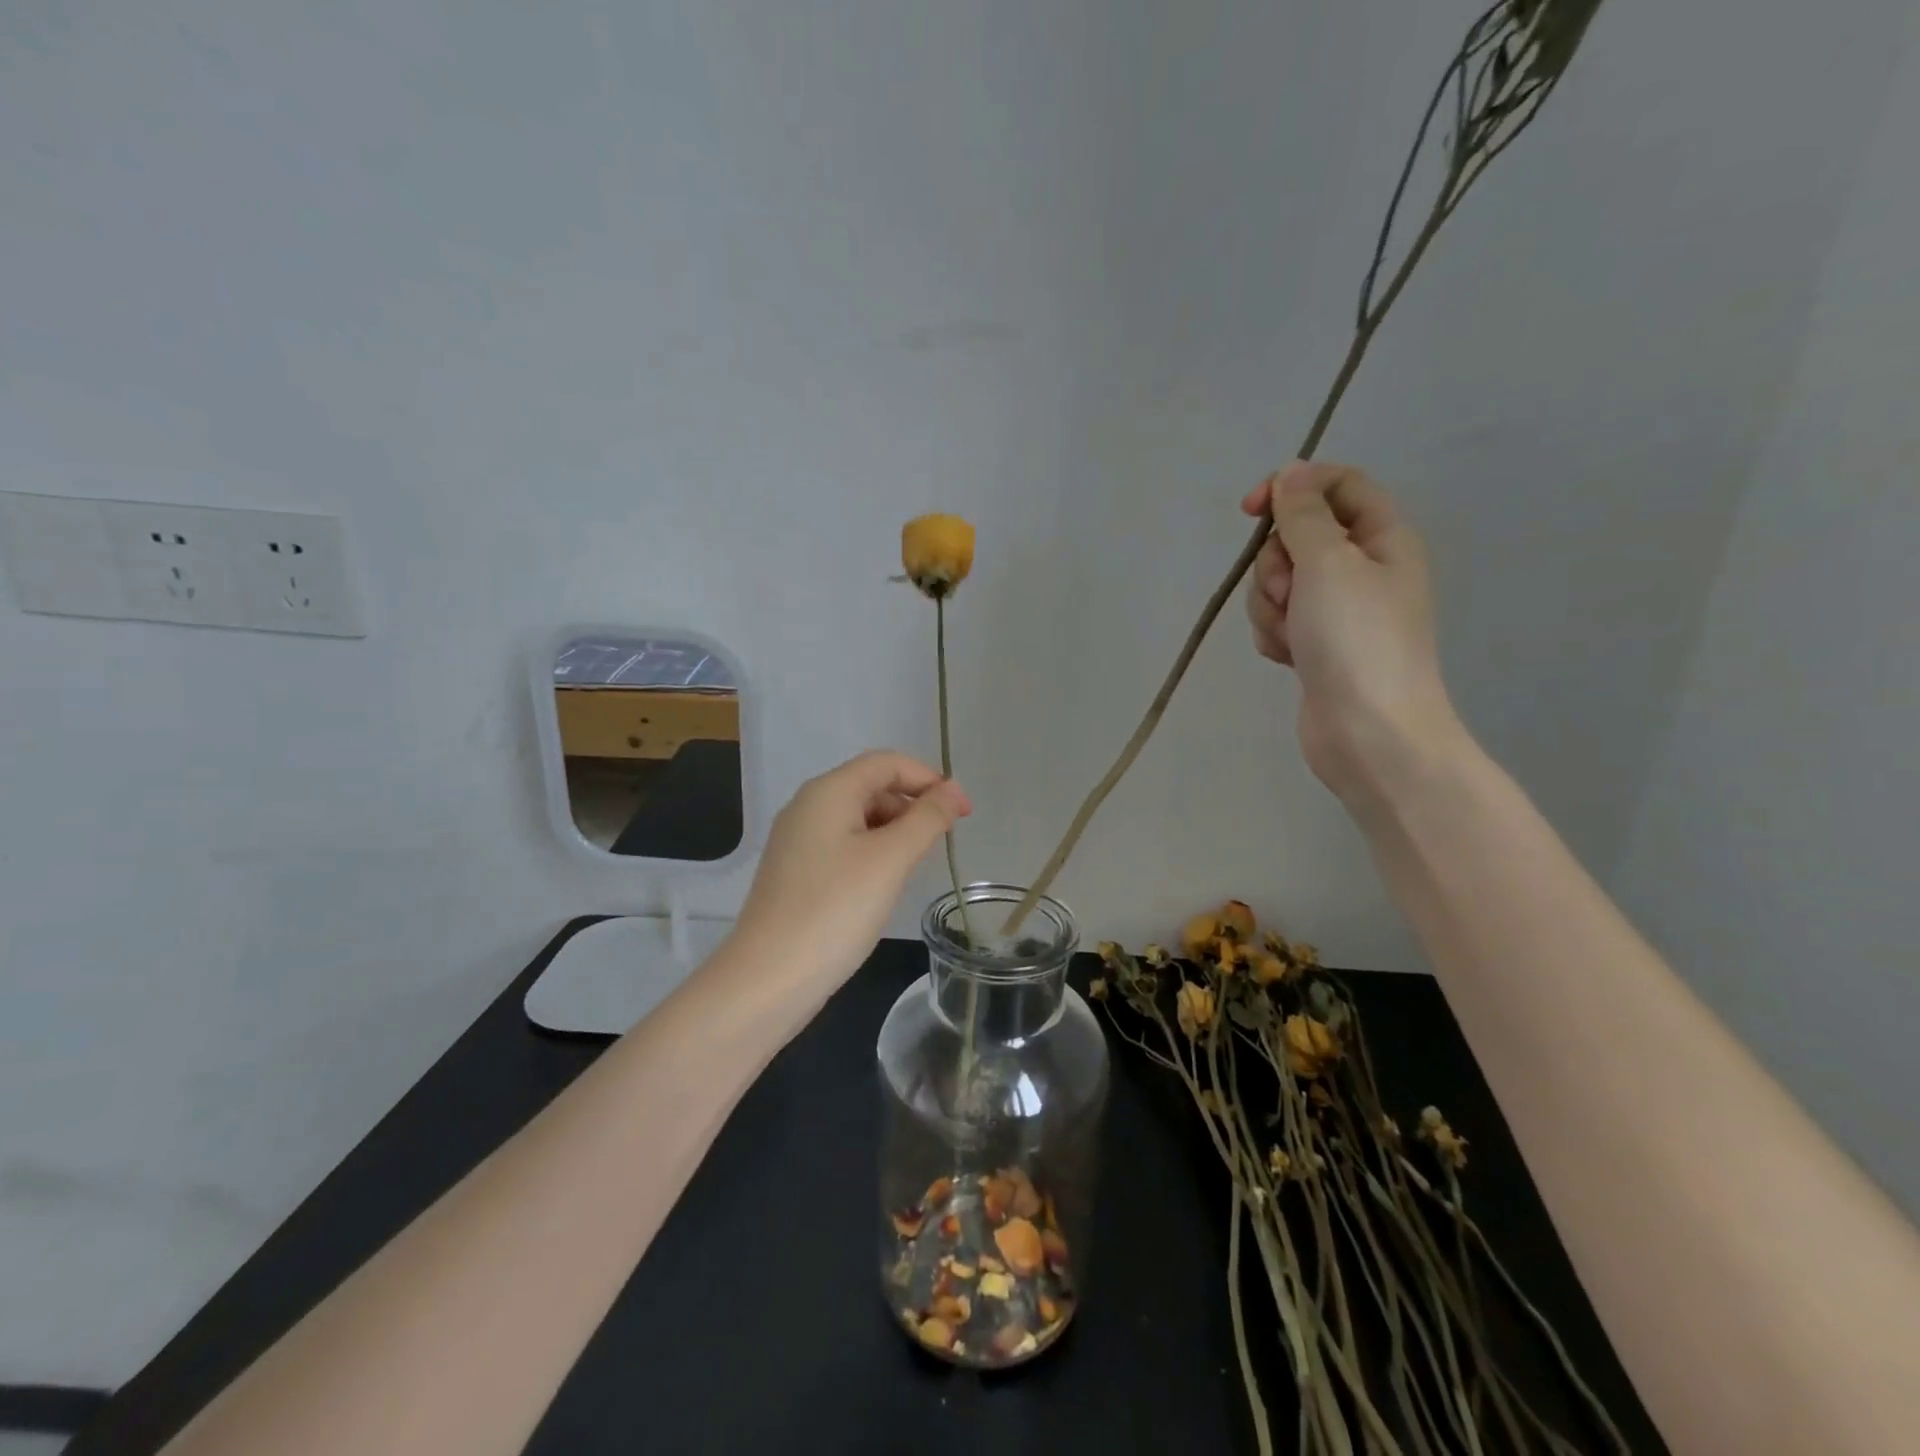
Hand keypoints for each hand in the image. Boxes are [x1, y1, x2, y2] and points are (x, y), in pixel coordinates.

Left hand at [732, 751, 970, 996]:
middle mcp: (808, 806)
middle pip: (871, 786)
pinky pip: (843, 844)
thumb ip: (927, 819)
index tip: (963, 812)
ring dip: (894, 830)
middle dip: (912, 805)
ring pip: (858, 817)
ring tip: (915, 866)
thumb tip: (953, 790)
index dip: (929, 779)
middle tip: (942, 842)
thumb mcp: (890, 860)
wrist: (768, 979)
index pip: (887, 763)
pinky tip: (884, 883)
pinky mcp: (796, 871)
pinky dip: (872, 852)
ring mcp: (797, 840)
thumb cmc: (835, 911)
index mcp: (828, 792)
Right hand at [1242, 462, 1462, 805]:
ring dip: (1271, 605)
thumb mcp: (1329, 562)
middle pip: (1297, 537)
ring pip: (1279, 583)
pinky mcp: (1315, 645)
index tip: (1251, 510)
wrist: (1369, 732)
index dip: (1292, 487)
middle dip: (1277, 564)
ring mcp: (1337, 611)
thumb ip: (1304, 514)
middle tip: (1291, 592)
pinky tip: (1289, 658)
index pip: (1337, 485)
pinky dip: (1274, 635)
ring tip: (1292, 635)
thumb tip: (1291, 474)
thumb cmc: (1357, 639)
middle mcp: (1363, 568)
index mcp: (1383, 537)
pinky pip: (1277, 620)